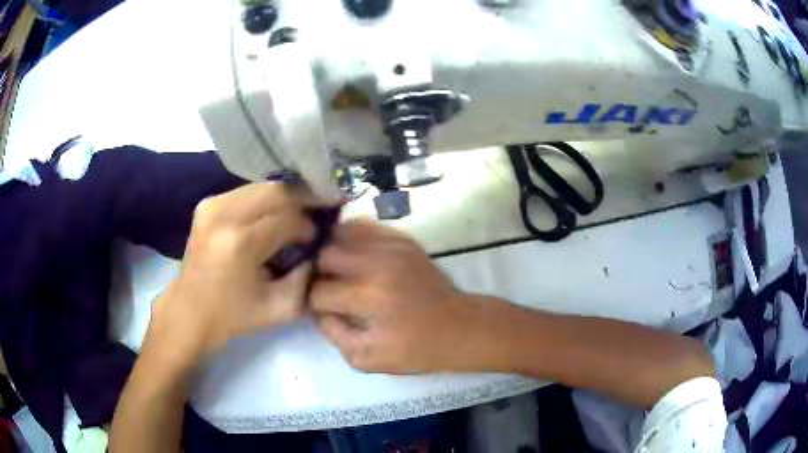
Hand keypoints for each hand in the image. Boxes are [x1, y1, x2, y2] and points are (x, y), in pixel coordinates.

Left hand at [146, 183, 324, 365]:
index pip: (287, 218)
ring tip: (294, 216)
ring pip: (261, 187)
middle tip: (312, 216)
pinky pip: (245, 192)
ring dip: (283, 199)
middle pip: (276, 191)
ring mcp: (212, 205)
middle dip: (301, 201)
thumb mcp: (279, 308)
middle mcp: (224, 215)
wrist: (189, 312)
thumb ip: (306, 279)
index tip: (314, 239)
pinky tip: (269, 216)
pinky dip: (263, 201)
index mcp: (241, 243)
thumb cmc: (232, 316)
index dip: (307, 226)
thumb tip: (316, 252)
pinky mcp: (206, 205)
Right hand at [310, 220, 479, 373]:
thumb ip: (332, 332)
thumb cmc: (414, 349)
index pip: (318, 292)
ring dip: (332, 252)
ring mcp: (392, 245)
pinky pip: (364, 227)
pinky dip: (351, 240)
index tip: (321, 310)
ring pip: (341, 233)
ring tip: (336, 270)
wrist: (459, 327)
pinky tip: (353, 257)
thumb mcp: (366, 358)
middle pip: (324, 254)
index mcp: (369, 296)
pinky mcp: (402, 239)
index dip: (314, 304)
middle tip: (326, 288)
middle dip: (318, 274)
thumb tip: (316, 308)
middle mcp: (377, 262)